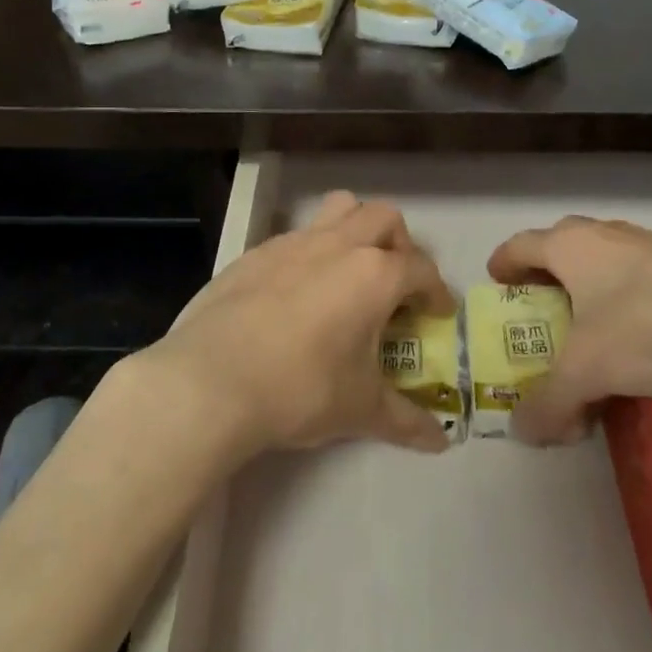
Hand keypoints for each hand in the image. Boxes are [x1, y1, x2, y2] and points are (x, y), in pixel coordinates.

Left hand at [137, 191, 456, 460]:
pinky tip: (297, 295)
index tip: (438, 312)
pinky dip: (311, 253)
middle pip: (383, 218)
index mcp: (373, 274)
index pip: (420, 269)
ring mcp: (293, 243)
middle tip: (395, 284)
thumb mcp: (360, 409)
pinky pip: (296, 236)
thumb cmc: (300, 389)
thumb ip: (405, 420)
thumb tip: (440, 442)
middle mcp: (337, 245)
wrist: (211, 380)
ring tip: (350, 273)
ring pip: (338, 209)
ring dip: (355, 230)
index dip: (436, 290)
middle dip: (400, 244)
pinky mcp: (255, 252)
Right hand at [486, 216, 651, 443]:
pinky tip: (645, 338)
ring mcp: (648, 243)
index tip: (497, 286)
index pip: (519, 245)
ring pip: (603, 260)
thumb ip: (549, 403)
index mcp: (569, 245)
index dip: (502, 265)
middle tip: (543, 315)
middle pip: (559, 248)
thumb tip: (521, 432)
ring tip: (595, 332)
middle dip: (546, 278)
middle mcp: (603, 234)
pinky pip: (640, 276)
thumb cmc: (649, 327)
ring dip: (590, 288)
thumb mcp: (588, 373)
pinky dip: (629, 299)